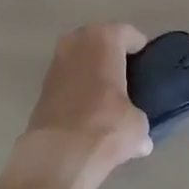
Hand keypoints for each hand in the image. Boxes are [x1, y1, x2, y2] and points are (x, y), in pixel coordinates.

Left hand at [3, 23, 153, 188]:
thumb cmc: (106, 126)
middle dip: (111, 54)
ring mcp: (55, 64)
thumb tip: (141, 140)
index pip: (126, 33)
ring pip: (80, 59)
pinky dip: (78, 87)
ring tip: (108, 94)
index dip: (138, 47)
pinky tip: (88, 109)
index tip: (146, 62)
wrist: (58, 155)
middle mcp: (75, 42)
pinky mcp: (42, 87)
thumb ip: (139, 122)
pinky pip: (68, 79)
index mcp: (103, 39)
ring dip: (92, 70)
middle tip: (127, 74)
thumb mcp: (137, 125)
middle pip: (99, 40)